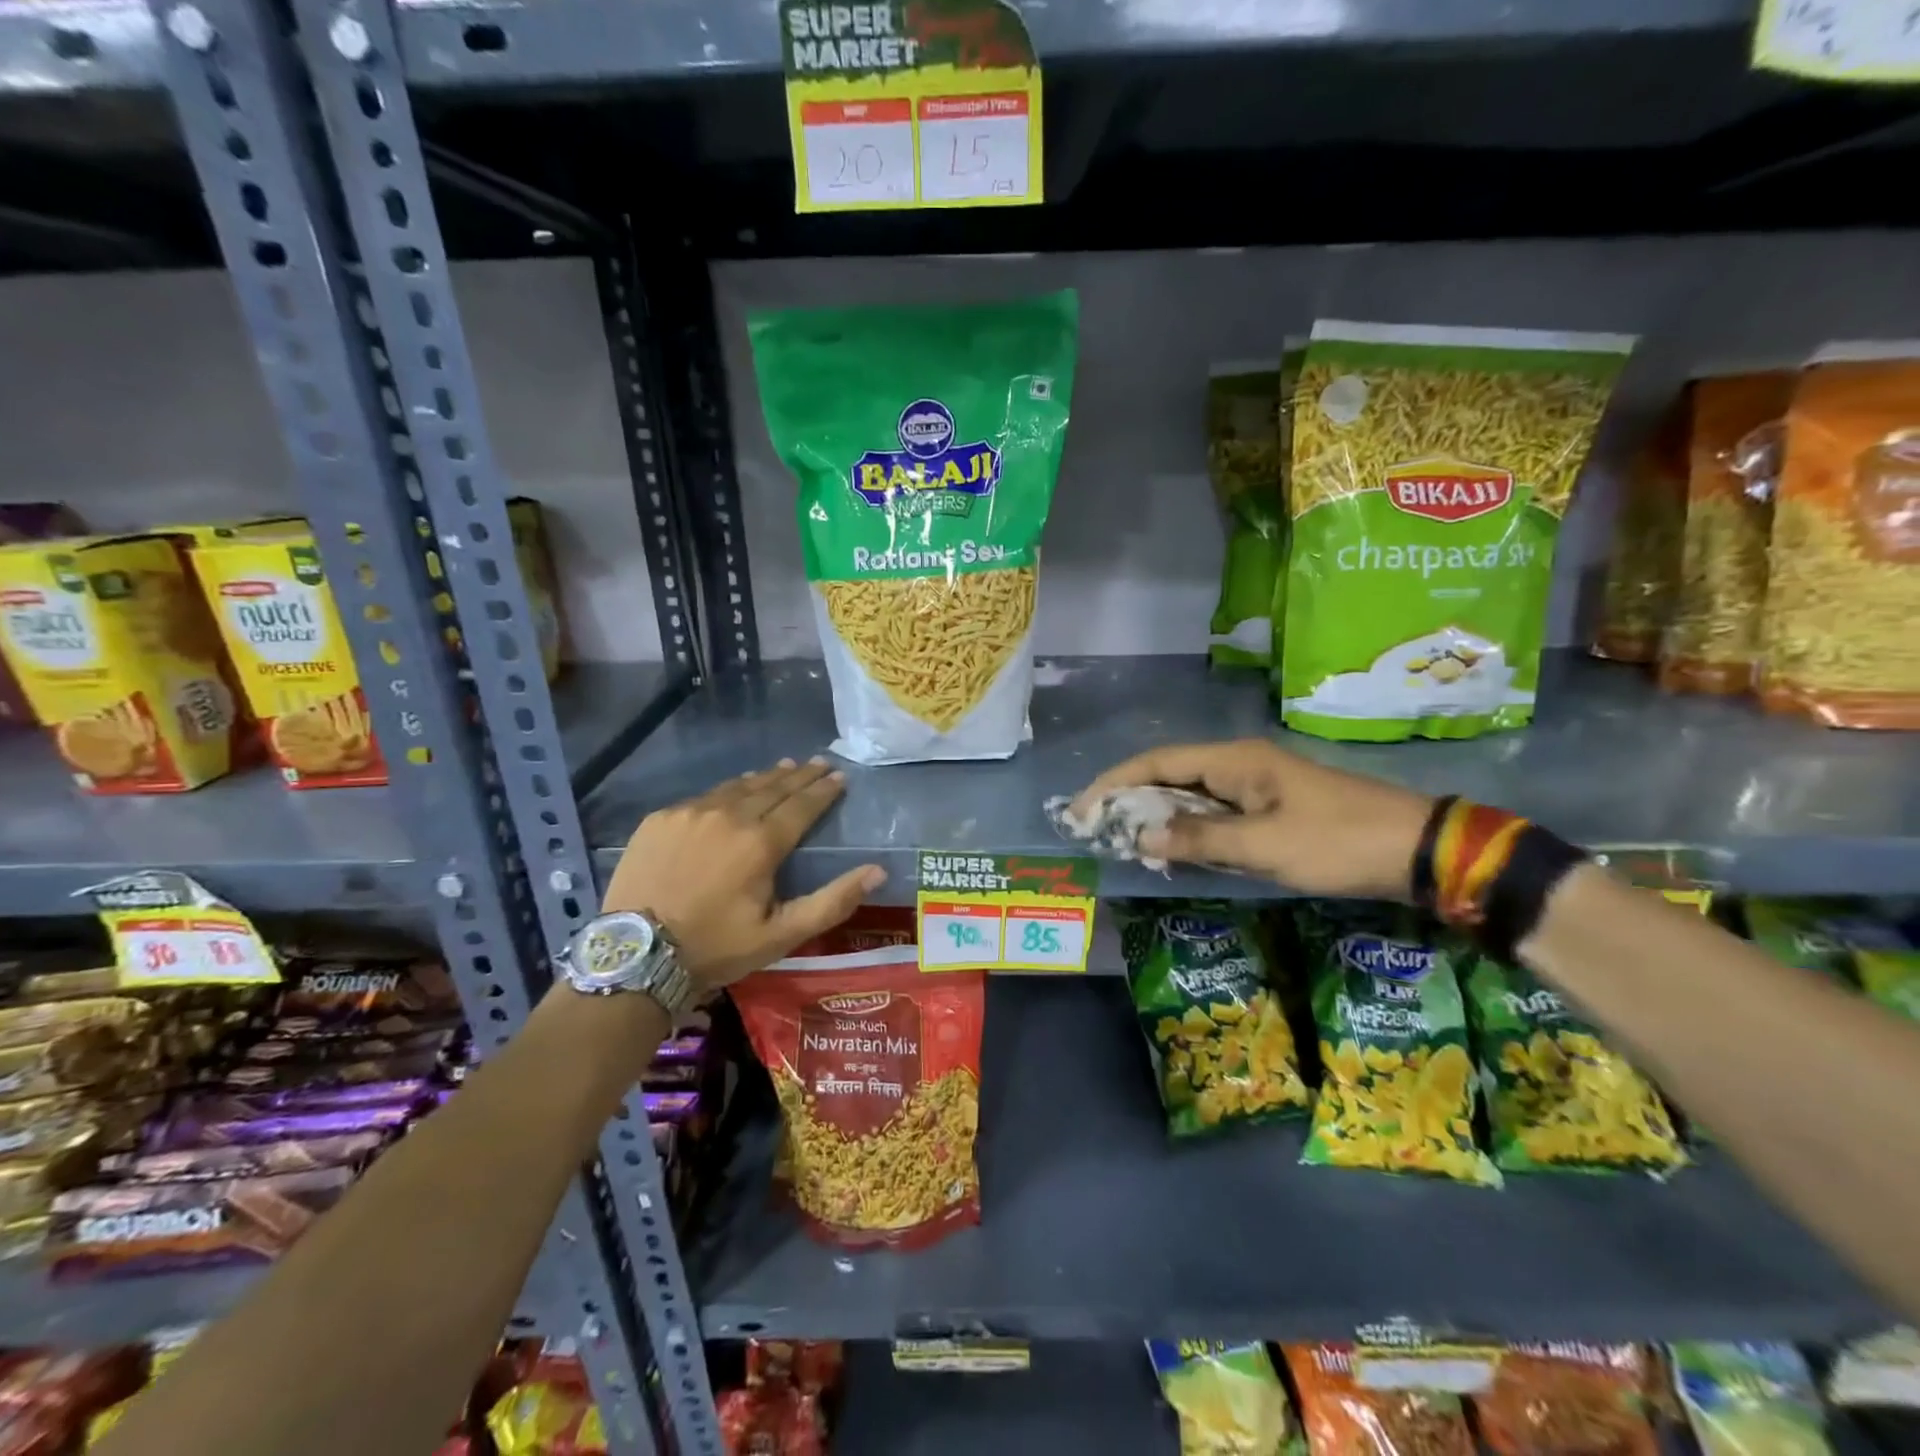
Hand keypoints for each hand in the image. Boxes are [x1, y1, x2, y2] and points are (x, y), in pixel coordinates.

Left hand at [601, 758, 885, 992]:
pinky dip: (728, 790)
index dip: (823, 790)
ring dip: (765, 777)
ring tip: (784, 767)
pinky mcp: (661, 819)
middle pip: (772, 787)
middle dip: (800, 775)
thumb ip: (832, 901)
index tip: (839, 776)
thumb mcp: (781, 935)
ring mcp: (690, 813)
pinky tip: (734, 791)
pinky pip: (704, 797)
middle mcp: (729, 816)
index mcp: (761, 843)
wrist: (635, 955)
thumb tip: (877, 871)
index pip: (802, 805)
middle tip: (818, 762)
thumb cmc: (716, 947)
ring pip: (738, 786)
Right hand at [1072, 739, 1432, 899]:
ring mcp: (1257, 786)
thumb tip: (1143, 838)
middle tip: (1096, 830)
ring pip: (1192, 795)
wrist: (1418, 849)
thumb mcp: (1266, 845)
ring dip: (1158, 815)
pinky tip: (1175, 849)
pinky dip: (1189, 829)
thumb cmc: (1338, 841)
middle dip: (1130, 800)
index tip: (1082, 809)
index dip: (1115, 783)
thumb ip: (1201, 840)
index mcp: (1235, 760)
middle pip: (1170, 775)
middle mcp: (1240, 765)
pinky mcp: (1271, 807)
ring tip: (1124, 840)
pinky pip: (1215, 813)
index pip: (1158, 762)